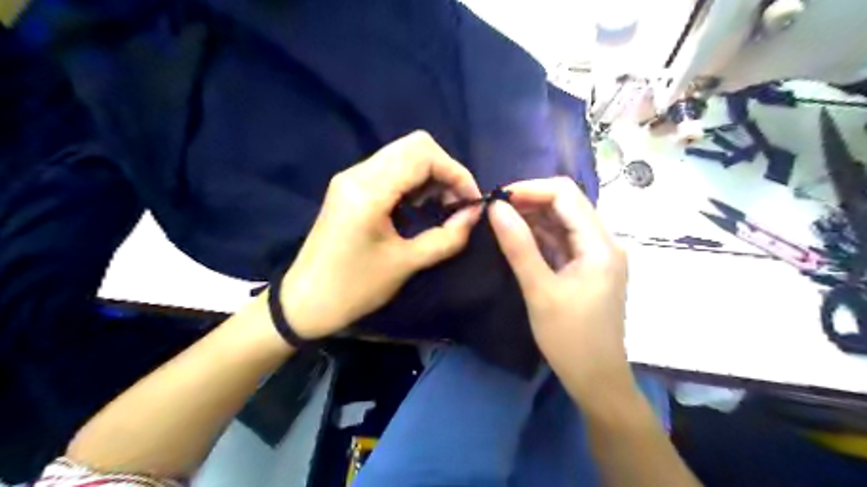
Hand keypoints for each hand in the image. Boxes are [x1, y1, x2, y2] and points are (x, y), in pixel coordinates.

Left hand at [277, 130, 481, 340]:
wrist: (304, 302)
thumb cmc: (355, 288)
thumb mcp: (406, 264)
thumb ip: (447, 237)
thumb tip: (475, 215)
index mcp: (369, 191)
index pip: (423, 155)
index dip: (456, 173)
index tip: (471, 202)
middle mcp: (358, 173)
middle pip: (415, 145)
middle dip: (445, 170)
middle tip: (457, 203)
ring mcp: (351, 177)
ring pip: (403, 154)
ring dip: (430, 174)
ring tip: (441, 206)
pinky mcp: (349, 187)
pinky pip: (390, 168)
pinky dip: (413, 180)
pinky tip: (419, 206)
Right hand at [490, 177, 633, 401]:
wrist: (596, 379)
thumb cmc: (570, 338)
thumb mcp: (539, 290)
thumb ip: (518, 246)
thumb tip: (495, 207)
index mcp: (599, 244)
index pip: (565, 195)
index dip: (530, 189)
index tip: (497, 200)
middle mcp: (603, 242)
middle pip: (566, 205)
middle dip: (529, 202)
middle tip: (494, 212)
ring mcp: (596, 256)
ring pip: (562, 222)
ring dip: (532, 218)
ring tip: (499, 222)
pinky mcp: (586, 268)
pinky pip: (561, 241)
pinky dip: (539, 236)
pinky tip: (516, 238)